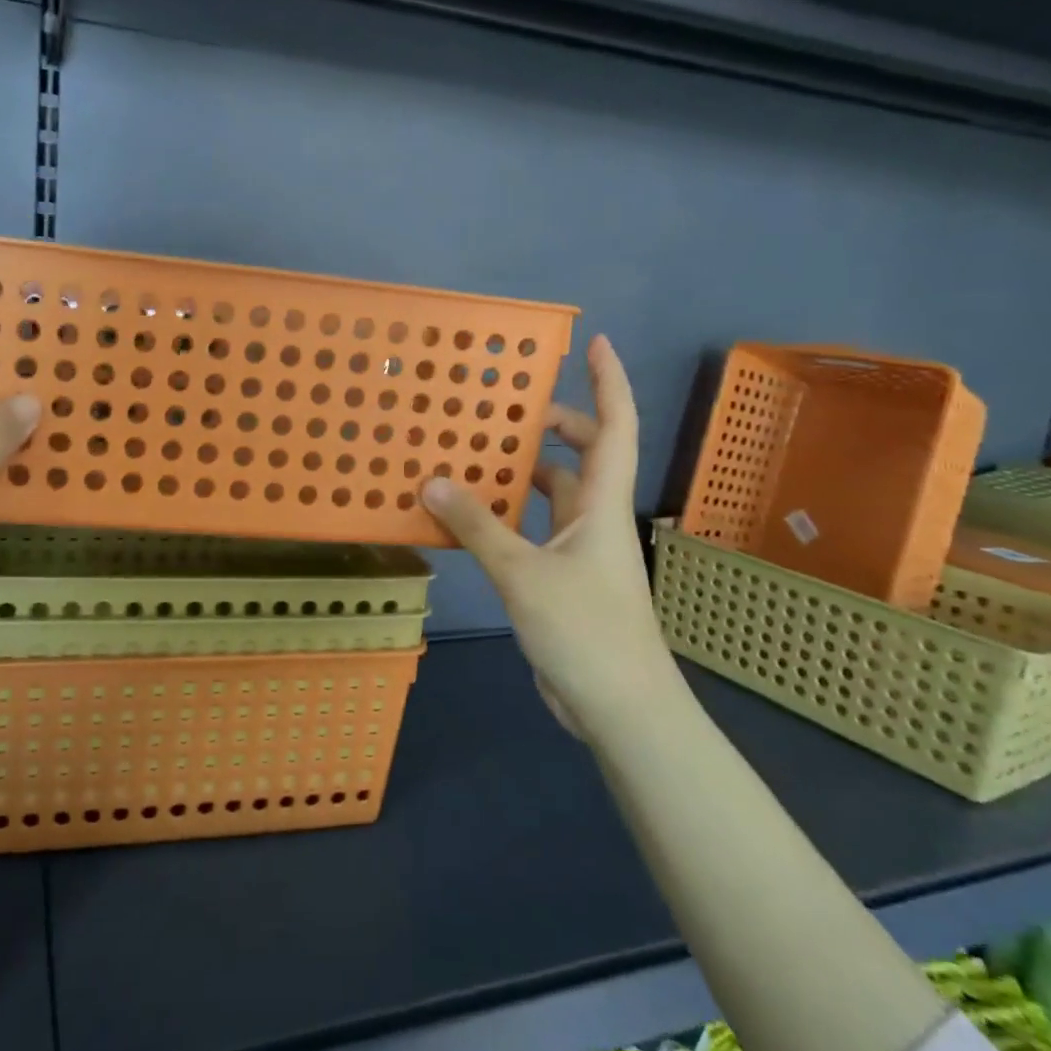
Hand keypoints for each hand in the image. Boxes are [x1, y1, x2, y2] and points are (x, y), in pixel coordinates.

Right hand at [422, 335, 681, 747]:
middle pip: (582, 456)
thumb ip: (477, 525)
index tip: (597, 343)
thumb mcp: (523, 573)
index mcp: (601, 505)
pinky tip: (470, 518)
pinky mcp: (560, 581)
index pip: (615, 428)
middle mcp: (594, 520)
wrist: (619, 707)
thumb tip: (432, 480)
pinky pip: (530, 531)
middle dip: (553, 425)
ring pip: (552, 496)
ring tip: (475, 454)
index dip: (609, 383)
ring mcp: (579, 552)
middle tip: (507, 408)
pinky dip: (504, 517)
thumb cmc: (585, 630)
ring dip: (521, 474)